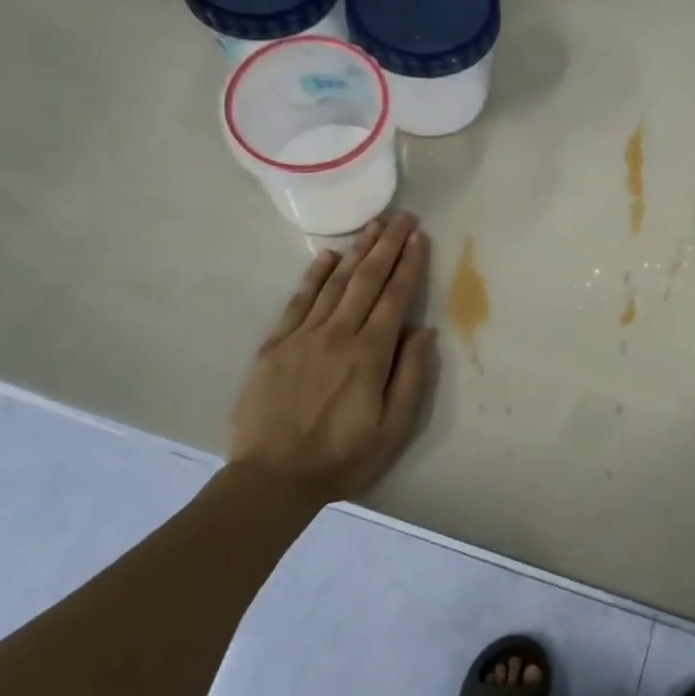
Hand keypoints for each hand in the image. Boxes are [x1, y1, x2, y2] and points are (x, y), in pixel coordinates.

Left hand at [227, 213, 437, 506]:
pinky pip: (298, 301)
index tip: (419, 238)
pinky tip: (328, 257)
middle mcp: (337, 335)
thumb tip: (423, 331)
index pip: (395, 298)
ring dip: (357, 252)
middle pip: (367, 280)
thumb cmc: (341, 458)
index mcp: (369, 355)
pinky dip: (314, 276)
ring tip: (373, 226)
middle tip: (402, 217)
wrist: (271, 479)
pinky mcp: (275, 345)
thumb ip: (410, 377)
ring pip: (335, 283)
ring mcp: (302, 336)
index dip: (409, 265)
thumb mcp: (392, 429)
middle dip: (387, 246)